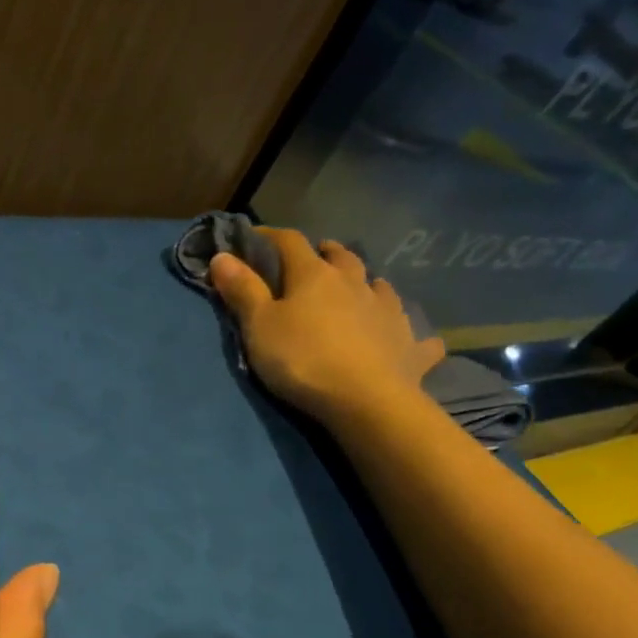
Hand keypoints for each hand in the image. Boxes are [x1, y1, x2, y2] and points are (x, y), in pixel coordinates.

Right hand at [209, 229, 443, 425]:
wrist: (366, 401)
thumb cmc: (302, 359)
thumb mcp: (259, 325)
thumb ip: (242, 290)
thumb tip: (221, 256)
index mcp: (314, 276)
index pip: (290, 242)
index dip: (270, 236)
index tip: (252, 237)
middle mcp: (355, 284)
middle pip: (342, 257)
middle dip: (327, 252)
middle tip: (317, 256)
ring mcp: (388, 312)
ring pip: (381, 286)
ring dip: (369, 283)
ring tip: (361, 288)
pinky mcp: (410, 345)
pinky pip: (415, 333)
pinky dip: (407, 331)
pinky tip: (411, 338)